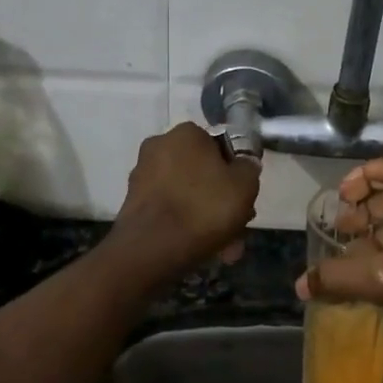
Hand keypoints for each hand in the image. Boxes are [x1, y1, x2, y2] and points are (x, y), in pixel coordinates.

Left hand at [107, 123, 260, 280]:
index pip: (219, 145)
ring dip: (206, 216)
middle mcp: (159, 146)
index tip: (244, 197)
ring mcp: (142, 175)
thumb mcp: (245, 185)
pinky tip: (201, 249)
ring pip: (186, 194)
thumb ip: (249, 168)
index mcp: (186, 133)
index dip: (236, 172)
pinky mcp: (133, 204)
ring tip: (224, 248)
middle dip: (221, 200)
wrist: (151, 249)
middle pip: (202, 173)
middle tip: (237, 226)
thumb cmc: (204, 208)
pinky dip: (185, 224)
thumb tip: (244, 164)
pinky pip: (169, 209)